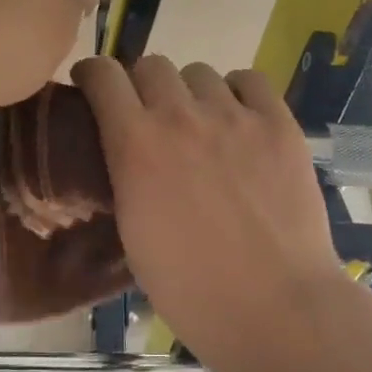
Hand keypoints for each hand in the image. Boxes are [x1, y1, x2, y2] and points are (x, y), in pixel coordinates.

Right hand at [72, 55, 348, 370]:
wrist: (273, 306)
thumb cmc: (191, 289)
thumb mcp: (133, 233)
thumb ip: (126, 177)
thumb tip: (127, 154)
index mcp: (136, 144)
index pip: (103, 75)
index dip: (93, 74)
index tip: (93, 86)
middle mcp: (181, 116)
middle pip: (152, 65)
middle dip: (142, 86)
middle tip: (151, 117)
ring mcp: (235, 116)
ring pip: (200, 72)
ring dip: (190, 93)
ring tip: (202, 125)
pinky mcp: (279, 124)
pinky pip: (250, 81)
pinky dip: (238, 93)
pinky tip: (240, 119)